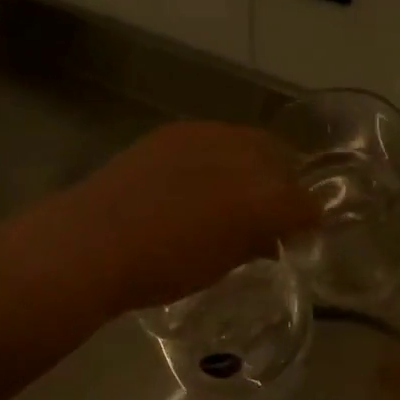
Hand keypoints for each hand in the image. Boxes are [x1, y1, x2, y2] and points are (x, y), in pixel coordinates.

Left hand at [72, 122, 319, 312]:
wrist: (93, 240)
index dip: (306, 220)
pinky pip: (214, 138)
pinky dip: (219, 156)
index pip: (304, 203)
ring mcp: (208, 136)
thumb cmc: (161, 268)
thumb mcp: (218, 266)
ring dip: (252, 165)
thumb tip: (271, 237)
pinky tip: (199, 178)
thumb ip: (254, 244)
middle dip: (283, 184)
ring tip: (234, 191)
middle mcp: (244, 156)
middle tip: (269, 211)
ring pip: (249, 143)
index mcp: (263, 198)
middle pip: (282, 161)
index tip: (298, 233)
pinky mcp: (176, 130)